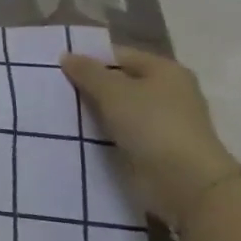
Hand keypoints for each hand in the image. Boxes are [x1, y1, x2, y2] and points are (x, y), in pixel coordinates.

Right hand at [59, 47, 240, 231]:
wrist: (186, 184)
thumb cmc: (152, 125)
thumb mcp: (113, 91)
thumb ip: (87, 71)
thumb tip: (67, 56)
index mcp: (165, 71)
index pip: (119, 56)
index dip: (90, 59)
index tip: (58, 68)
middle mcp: (168, 93)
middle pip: (120, 83)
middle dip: (90, 87)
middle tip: (54, 89)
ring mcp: (164, 123)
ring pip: (119, 109)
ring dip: (95, 112)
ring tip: (60, 111)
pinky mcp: (156, 149)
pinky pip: (122, 133)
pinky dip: (104, 133)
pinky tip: (78, 134)